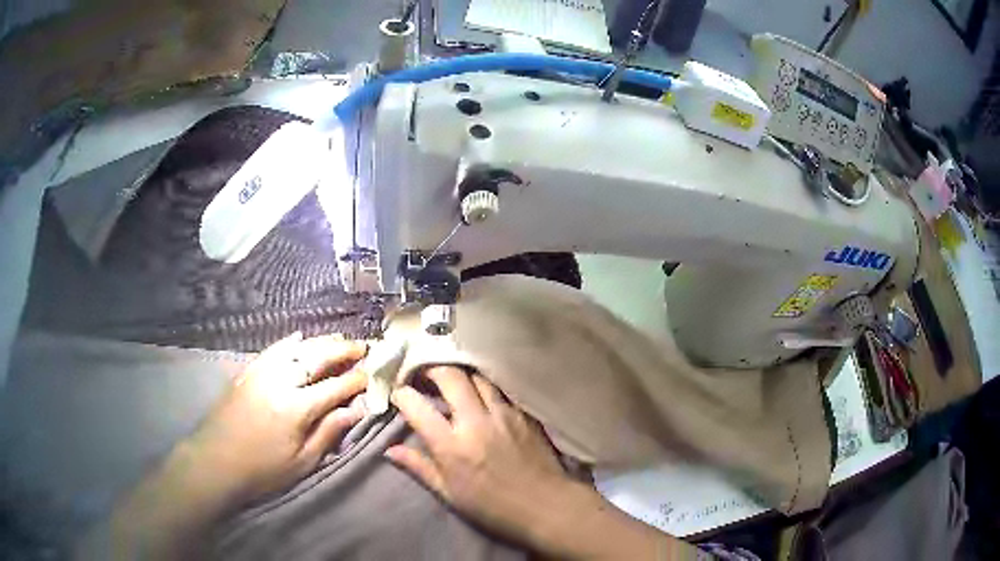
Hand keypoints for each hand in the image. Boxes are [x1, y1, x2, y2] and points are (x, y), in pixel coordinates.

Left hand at [80, 334, 368, 559]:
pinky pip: (272, 349)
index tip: (374, 373)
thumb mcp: (301, 462)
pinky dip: (289, 341)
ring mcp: (261, 372)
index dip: (357, 379)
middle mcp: (281, 381)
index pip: (335, 386)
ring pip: (296, 348)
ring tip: (339, 338)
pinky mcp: (247, 372)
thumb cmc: (261, 469)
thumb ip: (328, 433)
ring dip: (320, 341)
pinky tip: (298, 336)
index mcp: (297, 407)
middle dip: (343, 350)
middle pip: (317, 358)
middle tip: (363, 345)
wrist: (214, 461)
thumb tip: (354, 411)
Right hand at [386, 367, 575, 541]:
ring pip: (477, 376)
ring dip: (460, 375)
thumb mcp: (449, 494)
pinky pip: (500, 390)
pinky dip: (485, 387)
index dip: (402, 394)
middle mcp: (475, 422)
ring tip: (451, 381)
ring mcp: (502, 414)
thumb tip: (390, 450)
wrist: (545, 504)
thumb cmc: (492, 507)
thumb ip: (419, 467)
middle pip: (449, 376)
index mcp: (451, 446)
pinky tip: (481, 394)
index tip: (399, 393)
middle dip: (431, 369)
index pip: (417, 407)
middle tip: (423, 374)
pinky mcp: (523, 413)